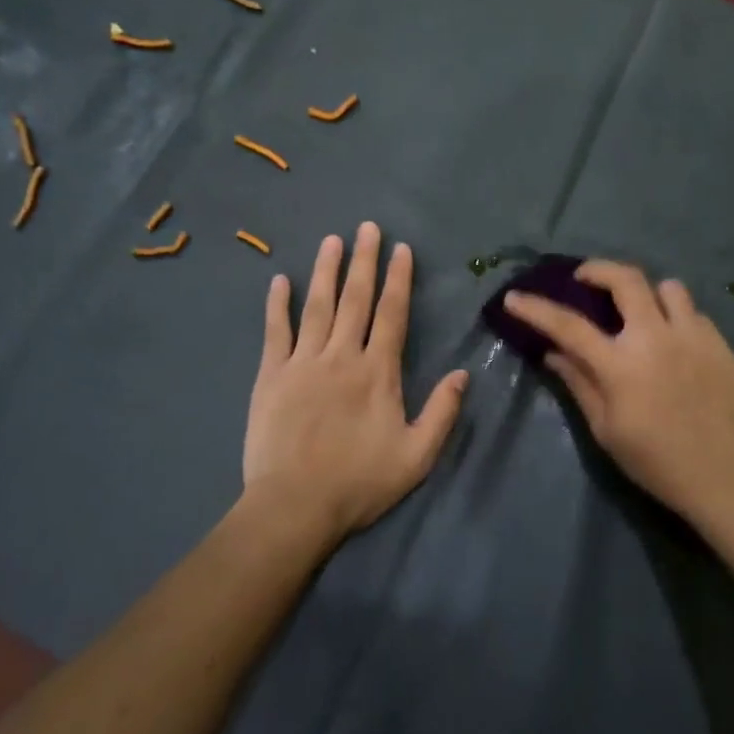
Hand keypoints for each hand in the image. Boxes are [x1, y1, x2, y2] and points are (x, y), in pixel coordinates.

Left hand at [244, 223, 468, 540]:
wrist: (295, 506)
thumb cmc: (360, 482)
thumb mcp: (417, 456)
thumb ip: (442, 413)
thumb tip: (464, 373)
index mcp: (378, 372)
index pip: (392, 314)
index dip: (398, 279)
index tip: (401, 249)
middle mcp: (342, 356)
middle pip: (355, 299)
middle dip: (364, 261)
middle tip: (367, 227)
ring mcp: (302, 363)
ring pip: (317, 306)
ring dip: (325, 271)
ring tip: (331, 240)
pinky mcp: (270, 376)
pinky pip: (275, 331)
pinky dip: (277, 304)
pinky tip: (280, 280)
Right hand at [504, 261, 733, 523]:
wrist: (720, 476)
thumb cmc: (654, 460)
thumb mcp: (605, 429)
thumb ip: (579, 383)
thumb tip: (553, 353)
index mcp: (621, 365)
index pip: (569, 326)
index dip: (536, 309)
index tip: (515, 297)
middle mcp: (656, 338)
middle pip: (626, 280)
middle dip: (599, 269)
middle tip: (585, 277)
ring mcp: (693, 337)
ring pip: (669, 288)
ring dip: (647, 293)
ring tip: (641, 311)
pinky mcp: (720, 345)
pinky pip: (694, 314)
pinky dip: (677, 319)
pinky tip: (675, 342)